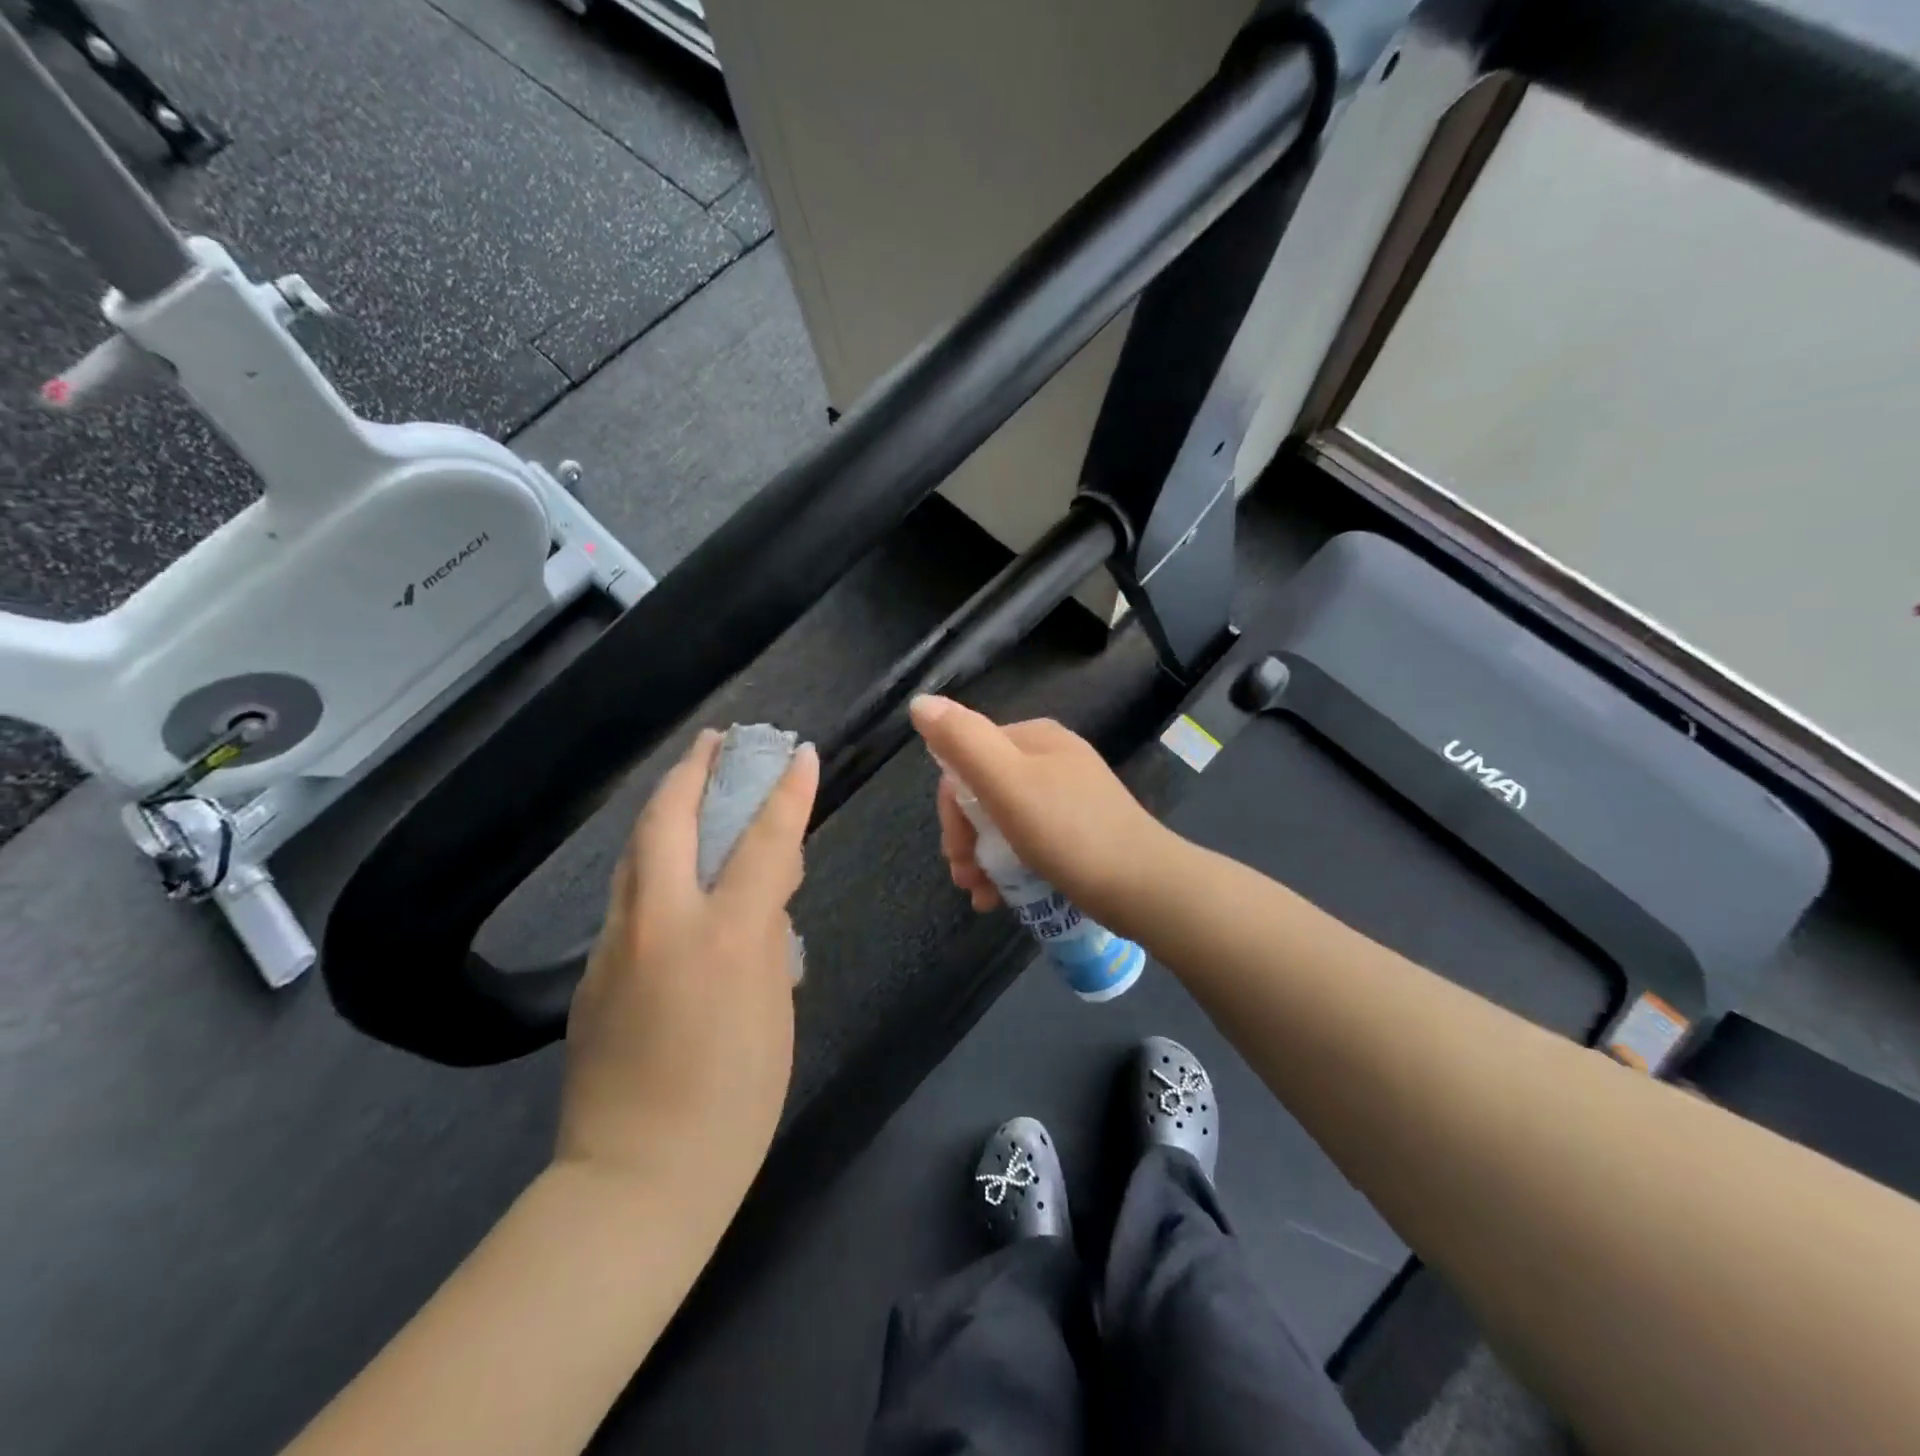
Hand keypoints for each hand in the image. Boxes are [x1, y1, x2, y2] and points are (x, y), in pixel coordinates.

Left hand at [557, 729, 817, 1212]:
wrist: (637, 1180)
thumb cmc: (735, 1099)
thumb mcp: (776, 1011)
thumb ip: (768, 941)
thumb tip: (763, 899)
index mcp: (724, 937)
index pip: (764, 842)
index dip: (786, 794)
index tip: (799, 754)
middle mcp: (662, 923)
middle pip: (668, 822)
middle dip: (693, 771)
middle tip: (716, 741)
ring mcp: (616, 944)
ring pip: (637, 853)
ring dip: (666, 810)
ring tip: (692, 788)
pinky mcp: (592, 972)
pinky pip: (629, 896)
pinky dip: (656, 864)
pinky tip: (675, 874)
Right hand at [909, 695, 1172, 931]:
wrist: (1144, 887)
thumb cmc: (1070, 833)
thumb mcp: (1007, 783)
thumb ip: (962, 741)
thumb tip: (920, 702)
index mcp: (1034, 738)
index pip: (967, 760)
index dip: (951, 808)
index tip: (955, 852)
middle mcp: (1051, 759)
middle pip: (984, 793)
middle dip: (966, 839)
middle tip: (965, 879)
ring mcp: (1067, 796)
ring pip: (1004, 821)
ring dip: (982, 858)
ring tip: (981, 896)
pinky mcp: (1079, 831)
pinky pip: (1029, 841)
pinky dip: (1009, 867)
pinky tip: (1002, 898)